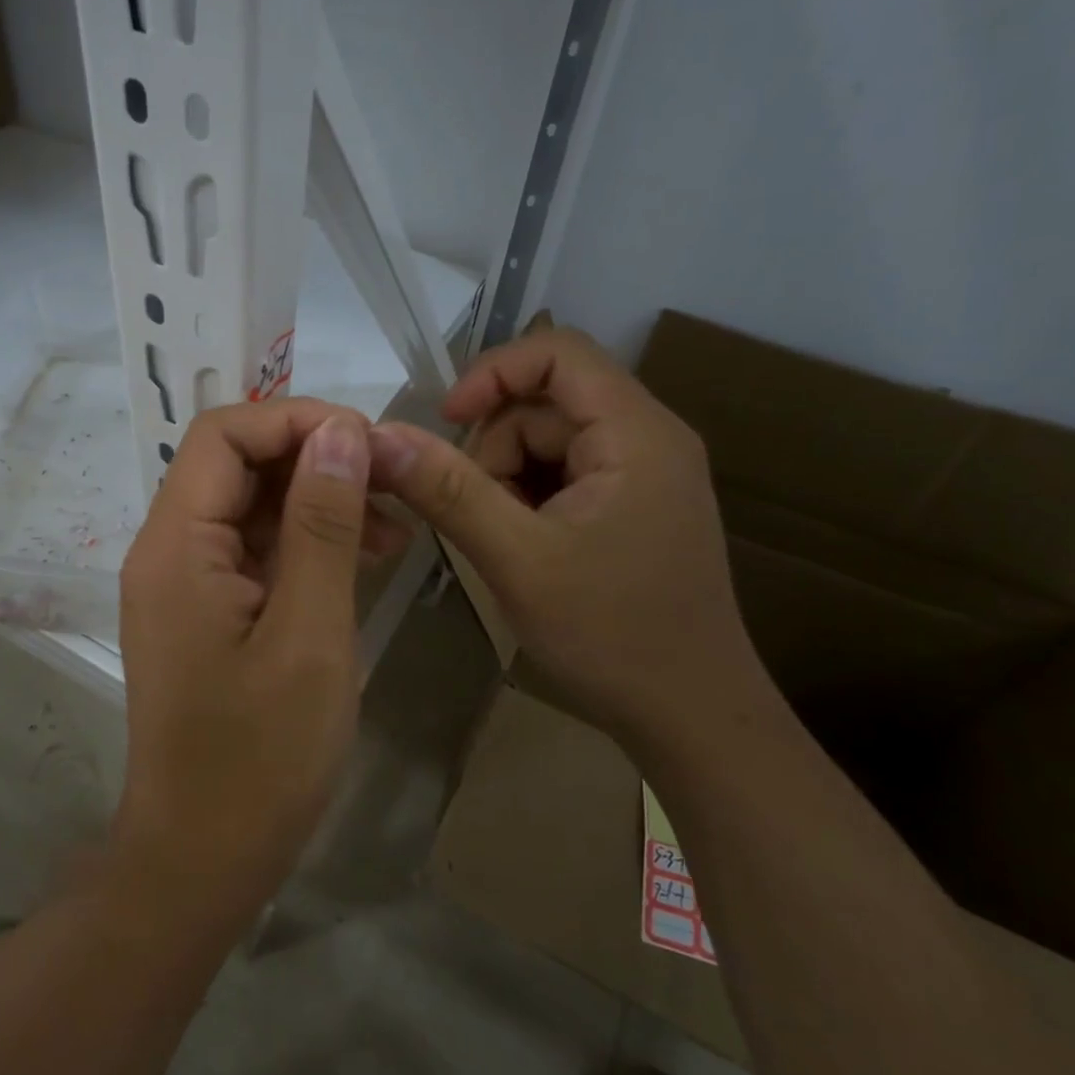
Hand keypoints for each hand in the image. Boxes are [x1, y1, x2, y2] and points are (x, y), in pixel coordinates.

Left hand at [114, 399, 406, 921]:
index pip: (224, 434)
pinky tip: (362, 559)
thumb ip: (322, 524)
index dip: (295, 421)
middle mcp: (169, 548)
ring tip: (393, 527)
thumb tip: (341, 431)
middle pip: (236, 463)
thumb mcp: (309, 633)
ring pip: (250, 505)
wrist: (202, 858)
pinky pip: (254, 549)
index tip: (368, 444)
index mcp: (177, 543)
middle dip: (315, 459)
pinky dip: (305, 543)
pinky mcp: (206, 610)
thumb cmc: (259, 758)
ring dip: (317, 501)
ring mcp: (185, 580)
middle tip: (392, 483)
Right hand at [368, 324, 769, 746]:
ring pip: (548, 442)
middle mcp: (648, 439)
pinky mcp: (632, 507)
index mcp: (637, 433)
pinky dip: (527, 500)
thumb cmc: (613, 636)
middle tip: (475, 514)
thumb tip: (380, 436)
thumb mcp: (517, 559)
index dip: (492, 373)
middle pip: (546, 404)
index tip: (445, 421)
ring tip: (502, 542)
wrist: (695, 720)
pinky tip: (523, 548)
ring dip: (505, 479)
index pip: (558, 353)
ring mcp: (643, 475)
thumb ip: (448, 491)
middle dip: (494, 448)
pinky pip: (563, 475)